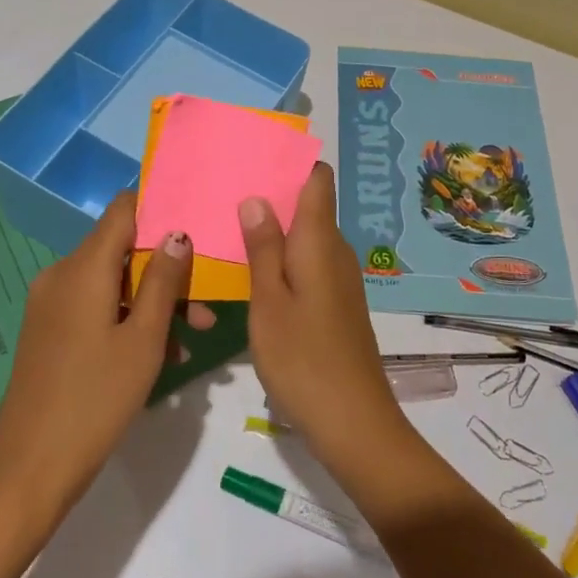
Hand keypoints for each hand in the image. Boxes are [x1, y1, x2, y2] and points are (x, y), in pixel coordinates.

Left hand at [0, 193, 207, 523]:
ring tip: (191, 337)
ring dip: (152, 302)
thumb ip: (163, 280)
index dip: (159, 208)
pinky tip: (160, 354)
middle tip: (205, 305)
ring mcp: (51, 305)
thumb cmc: (96, 400)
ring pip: (113, 284)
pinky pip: (96, 307)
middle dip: (167, 271)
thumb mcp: (144, 339)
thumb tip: (178, 233)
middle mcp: (61, 275)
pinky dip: (127, 319)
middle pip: (122, 251)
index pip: (123, 210)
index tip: (196, 222)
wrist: (29, 470)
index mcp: (82, 268)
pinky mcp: (49, 331)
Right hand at [241, 164, 413, 469]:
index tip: (254, 157)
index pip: (317, 180)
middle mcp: (336, 251)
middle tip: (224, 192)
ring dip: (274, 231)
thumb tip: (257, 197)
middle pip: (309, 207)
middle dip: (272, 196)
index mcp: (320, 240)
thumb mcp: (269, 302)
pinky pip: (308, 264)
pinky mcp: (336, 303)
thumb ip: (262, 248)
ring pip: (306, 238)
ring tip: (228, 227)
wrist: (353, 421)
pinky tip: (252, 272)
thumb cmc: (304, 358)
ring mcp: (339, 278)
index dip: (291, 163)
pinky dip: (283, 260)